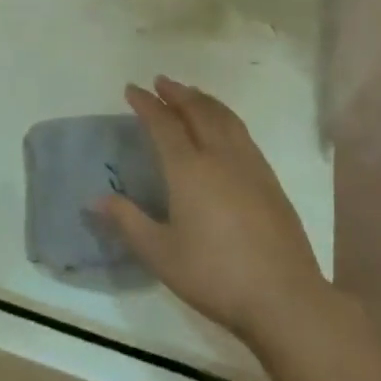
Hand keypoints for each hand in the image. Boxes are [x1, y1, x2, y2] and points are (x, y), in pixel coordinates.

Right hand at [99, 76, 335, 352]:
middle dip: (177, 93)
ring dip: (204, 100)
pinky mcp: (270, 181)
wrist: (284, 298)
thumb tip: (96, 199)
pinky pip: (243, 133)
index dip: (146, 104)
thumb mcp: (160, 254)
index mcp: (189, 169)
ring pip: (225, 118)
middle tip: (161, 82)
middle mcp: (220, 157)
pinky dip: (225, 118)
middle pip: (198, 111)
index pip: (164, 124)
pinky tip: (224, 129)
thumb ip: (128, 222)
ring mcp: (250, 166)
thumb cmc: (214, 275)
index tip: (132, 89)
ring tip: (191, 94)